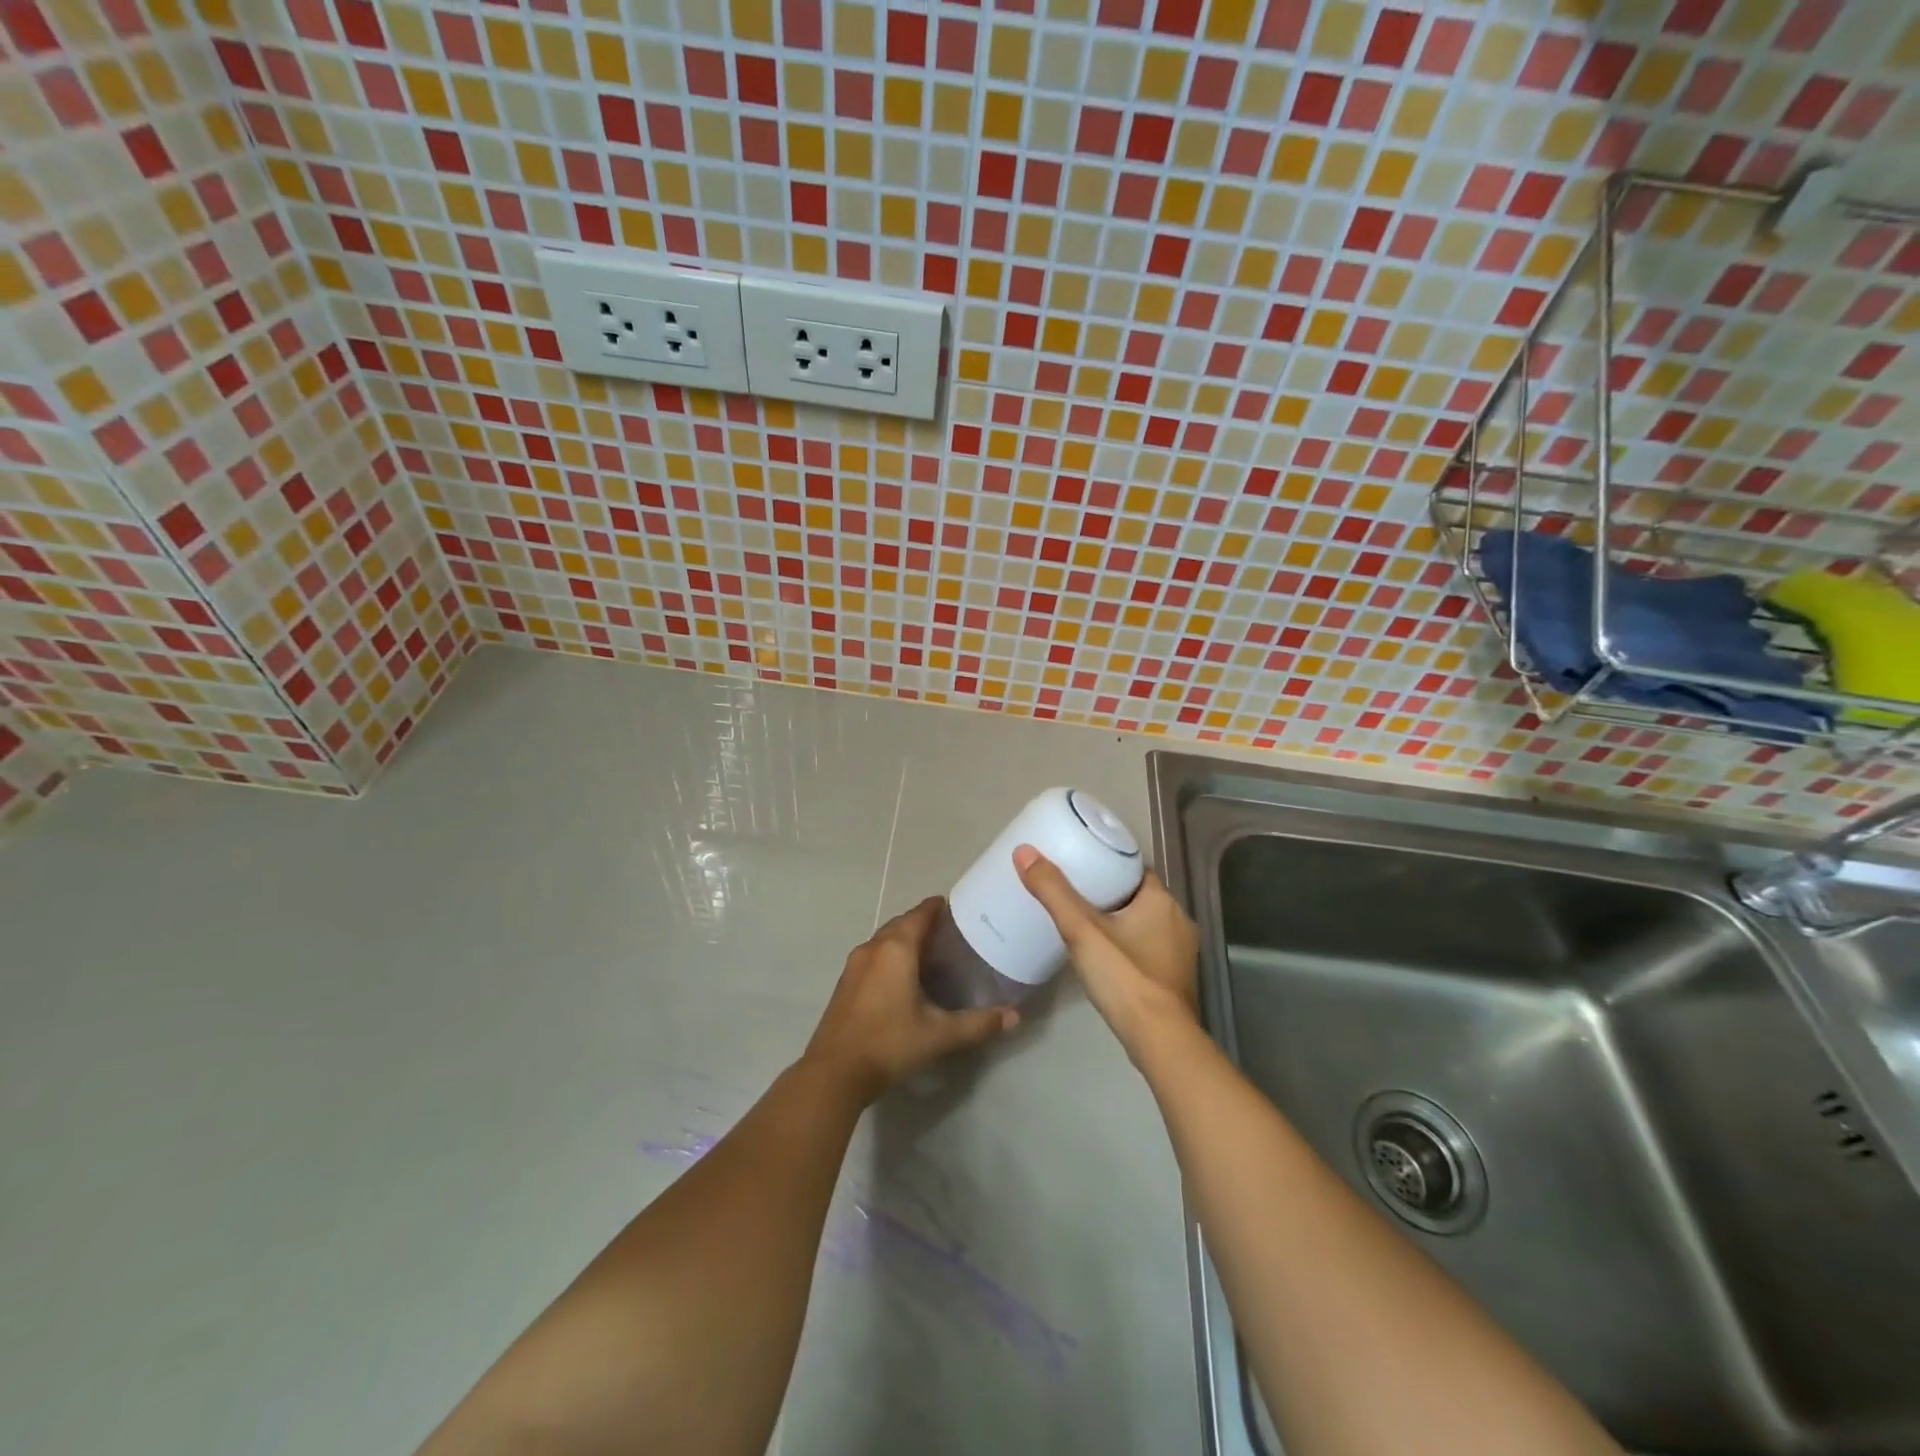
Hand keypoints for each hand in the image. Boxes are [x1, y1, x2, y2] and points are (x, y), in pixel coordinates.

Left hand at [801, 897, 1016, 1105]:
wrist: (834, 1072)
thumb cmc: (890, 1043)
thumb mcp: (940, 1035)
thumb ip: (978, 1024)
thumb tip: (1014, 1016)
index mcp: (896, 948)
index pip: (920, 913)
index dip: (939, 908)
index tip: (958, 910)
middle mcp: (873, 947)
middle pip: (902, 923)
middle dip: (924, 922)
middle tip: (951, 934)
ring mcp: (855, 964)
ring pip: (885, 939)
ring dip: (905, 938)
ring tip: (930, 952)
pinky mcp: (845, 982)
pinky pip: (873, 955)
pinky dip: (890, 954)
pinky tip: (902, 976)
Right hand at [1013, 846, 1199, 1056]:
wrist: (1159, 1040)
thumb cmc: (1124, 977)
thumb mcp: (1081, 930)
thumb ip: (1053, 891)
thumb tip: (1024, 851)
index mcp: (1162, 901)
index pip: (1135, 869)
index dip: (1109, 865)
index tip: (1081, 865)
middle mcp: (1179, 921)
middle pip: (1138, 896)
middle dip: (1110, 893)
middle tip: (1074, 893)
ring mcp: (1181, 953)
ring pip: (1145, 923)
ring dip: (1120, 921)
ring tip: (1084, 922)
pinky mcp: (1175, 978)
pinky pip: (1149, 948)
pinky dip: (1129, 945)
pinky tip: (1105, 955)